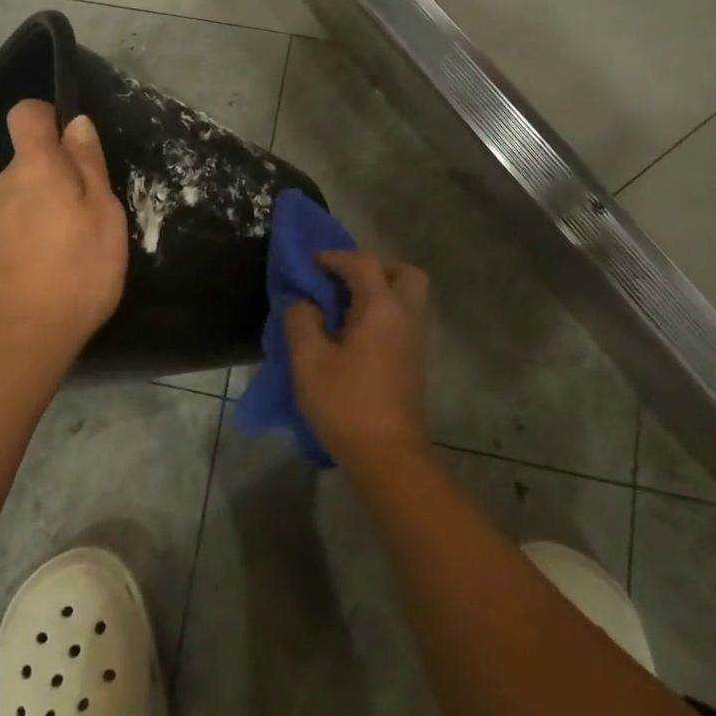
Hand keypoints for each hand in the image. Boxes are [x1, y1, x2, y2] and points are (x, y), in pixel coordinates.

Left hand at [0, 101, 128, 378]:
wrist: (15, 340)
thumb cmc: (74, 271)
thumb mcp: (103, 215)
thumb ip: (88, 165)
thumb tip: (77, 124)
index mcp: (33, 166)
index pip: (27, 114)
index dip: (49, 118)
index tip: (74, 146)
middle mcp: (0, 184)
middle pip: (28, 161)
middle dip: (56, 176)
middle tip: (89, 215)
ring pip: (20, 197)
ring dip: (43, 210)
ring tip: (70, 250)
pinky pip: (9, 228)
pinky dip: (28, 238)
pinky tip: (47, 271)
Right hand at [287, 250, 430, 473]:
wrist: (388, 458)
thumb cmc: (346, 404)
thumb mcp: (308, 361)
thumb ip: (301, 320)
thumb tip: (304, 302)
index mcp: (382, 308)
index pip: (363, 263)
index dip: (334, 257)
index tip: (309, 265)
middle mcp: (405, 316)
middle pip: (402, 272)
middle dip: (372, 268)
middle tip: (341, 282)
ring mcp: (414, 340)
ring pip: (405, 296)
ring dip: (376, 290)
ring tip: (340, 308)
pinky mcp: (413, 360)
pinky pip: (401, 318)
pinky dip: (380, 312)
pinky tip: (351, 333)